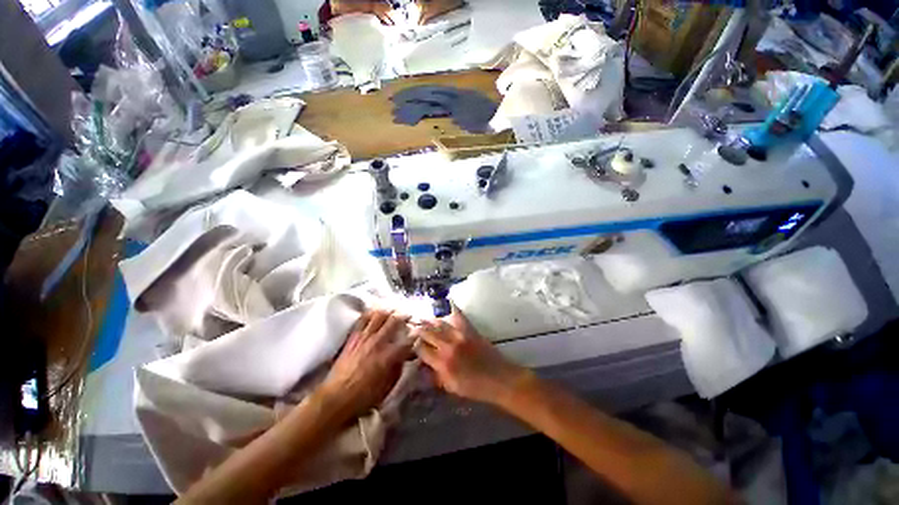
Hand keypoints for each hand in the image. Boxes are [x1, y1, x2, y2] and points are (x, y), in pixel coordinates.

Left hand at [319, 310, 412, 418]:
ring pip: (377, 317)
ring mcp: (362, 338)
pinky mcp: (351, 338)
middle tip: (410, 314)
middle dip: (404, 317)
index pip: (408, 341)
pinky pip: (361, 321)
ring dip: (387, 312)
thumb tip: (404, 358)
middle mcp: (376, 343)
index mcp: (389, 356)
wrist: (339, 395)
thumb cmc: (366, 396)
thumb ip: (398, 369)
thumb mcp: (389, 386)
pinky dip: (370, 315)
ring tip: (393, 309)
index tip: (421, 332)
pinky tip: (373, 313)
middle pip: (393, 323)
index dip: (417, 335)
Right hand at [414, 306, 531, 405]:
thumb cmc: (476, 388)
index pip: (420, 349)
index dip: (413, 347)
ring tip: (422, 320)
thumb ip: (435, 376)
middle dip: (417, 331)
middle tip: (412, 330)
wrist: (501, 380)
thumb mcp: (451, 387)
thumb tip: (423, 366)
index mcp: (442, 364)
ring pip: (439, 323)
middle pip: (426, 332)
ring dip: (429, 321)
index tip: (410, 346)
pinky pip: (458, 316)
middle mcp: (448, 347)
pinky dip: (450, 310)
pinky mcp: (472, 331)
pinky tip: (444, 306)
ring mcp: (461, 337)